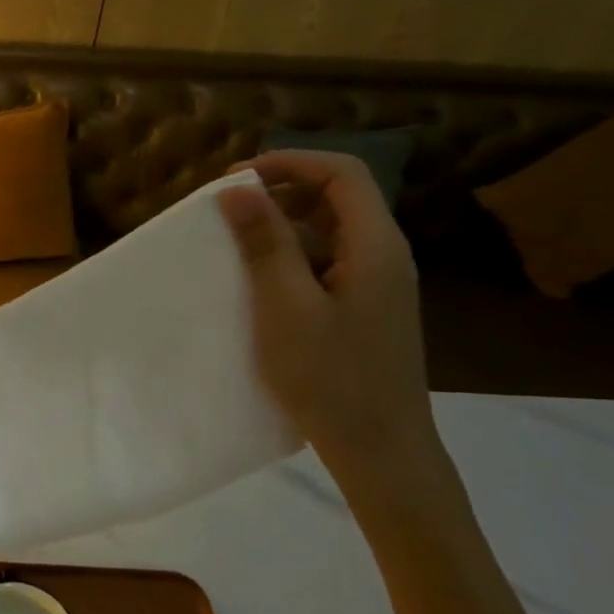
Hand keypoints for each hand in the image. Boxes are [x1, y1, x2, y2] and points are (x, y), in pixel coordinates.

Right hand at [219, 151, 438, 472]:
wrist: (380, 450)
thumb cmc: (331, 377)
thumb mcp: (286, 307)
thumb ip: (266, 243)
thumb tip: (238, 188)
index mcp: (376, 245)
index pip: (341, 172)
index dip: (288, 163)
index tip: (235, 181)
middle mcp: (384, 253)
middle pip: (338, 194)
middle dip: (281, 188)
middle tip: (228, 207)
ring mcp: (378, 282)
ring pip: (331, 227)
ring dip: (284, 221)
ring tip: (236, 238)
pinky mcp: (365, 306)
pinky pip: (329, 258)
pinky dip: (292, 252)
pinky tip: (260, 277)